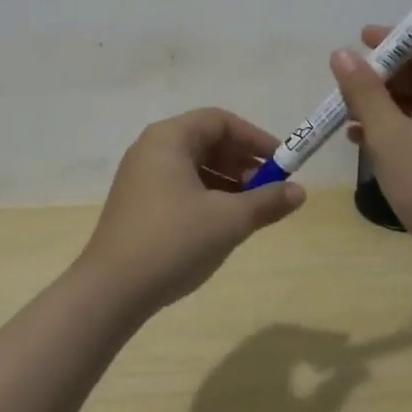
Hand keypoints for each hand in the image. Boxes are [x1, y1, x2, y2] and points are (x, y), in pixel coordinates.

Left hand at [75, 108, 305, 317]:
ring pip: (194, 166)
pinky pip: (180, 186)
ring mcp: (140, 177)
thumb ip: (267, 202)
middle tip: (269, 188)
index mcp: (168, 138)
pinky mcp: (137, 204)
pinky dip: (207, 196)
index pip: (219, 121)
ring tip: (251, 209)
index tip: (282, 162)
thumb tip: (299, 192)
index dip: (255, 138)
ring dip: (227, 181)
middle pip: (206, 141)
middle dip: (242, 162)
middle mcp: (151, 149)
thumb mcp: (228, 220)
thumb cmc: (173, 241)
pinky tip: (223, 223)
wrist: (111, 290)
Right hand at [330, 28, 411, 278]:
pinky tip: (360, 138)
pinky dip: (397, 128)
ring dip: (386, 104)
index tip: (361, 41)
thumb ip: (365, 91)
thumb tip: (342, 54)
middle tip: (347, 79)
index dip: (396, 40)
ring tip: (346, 110)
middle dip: (386, 75)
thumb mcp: (391, 136)